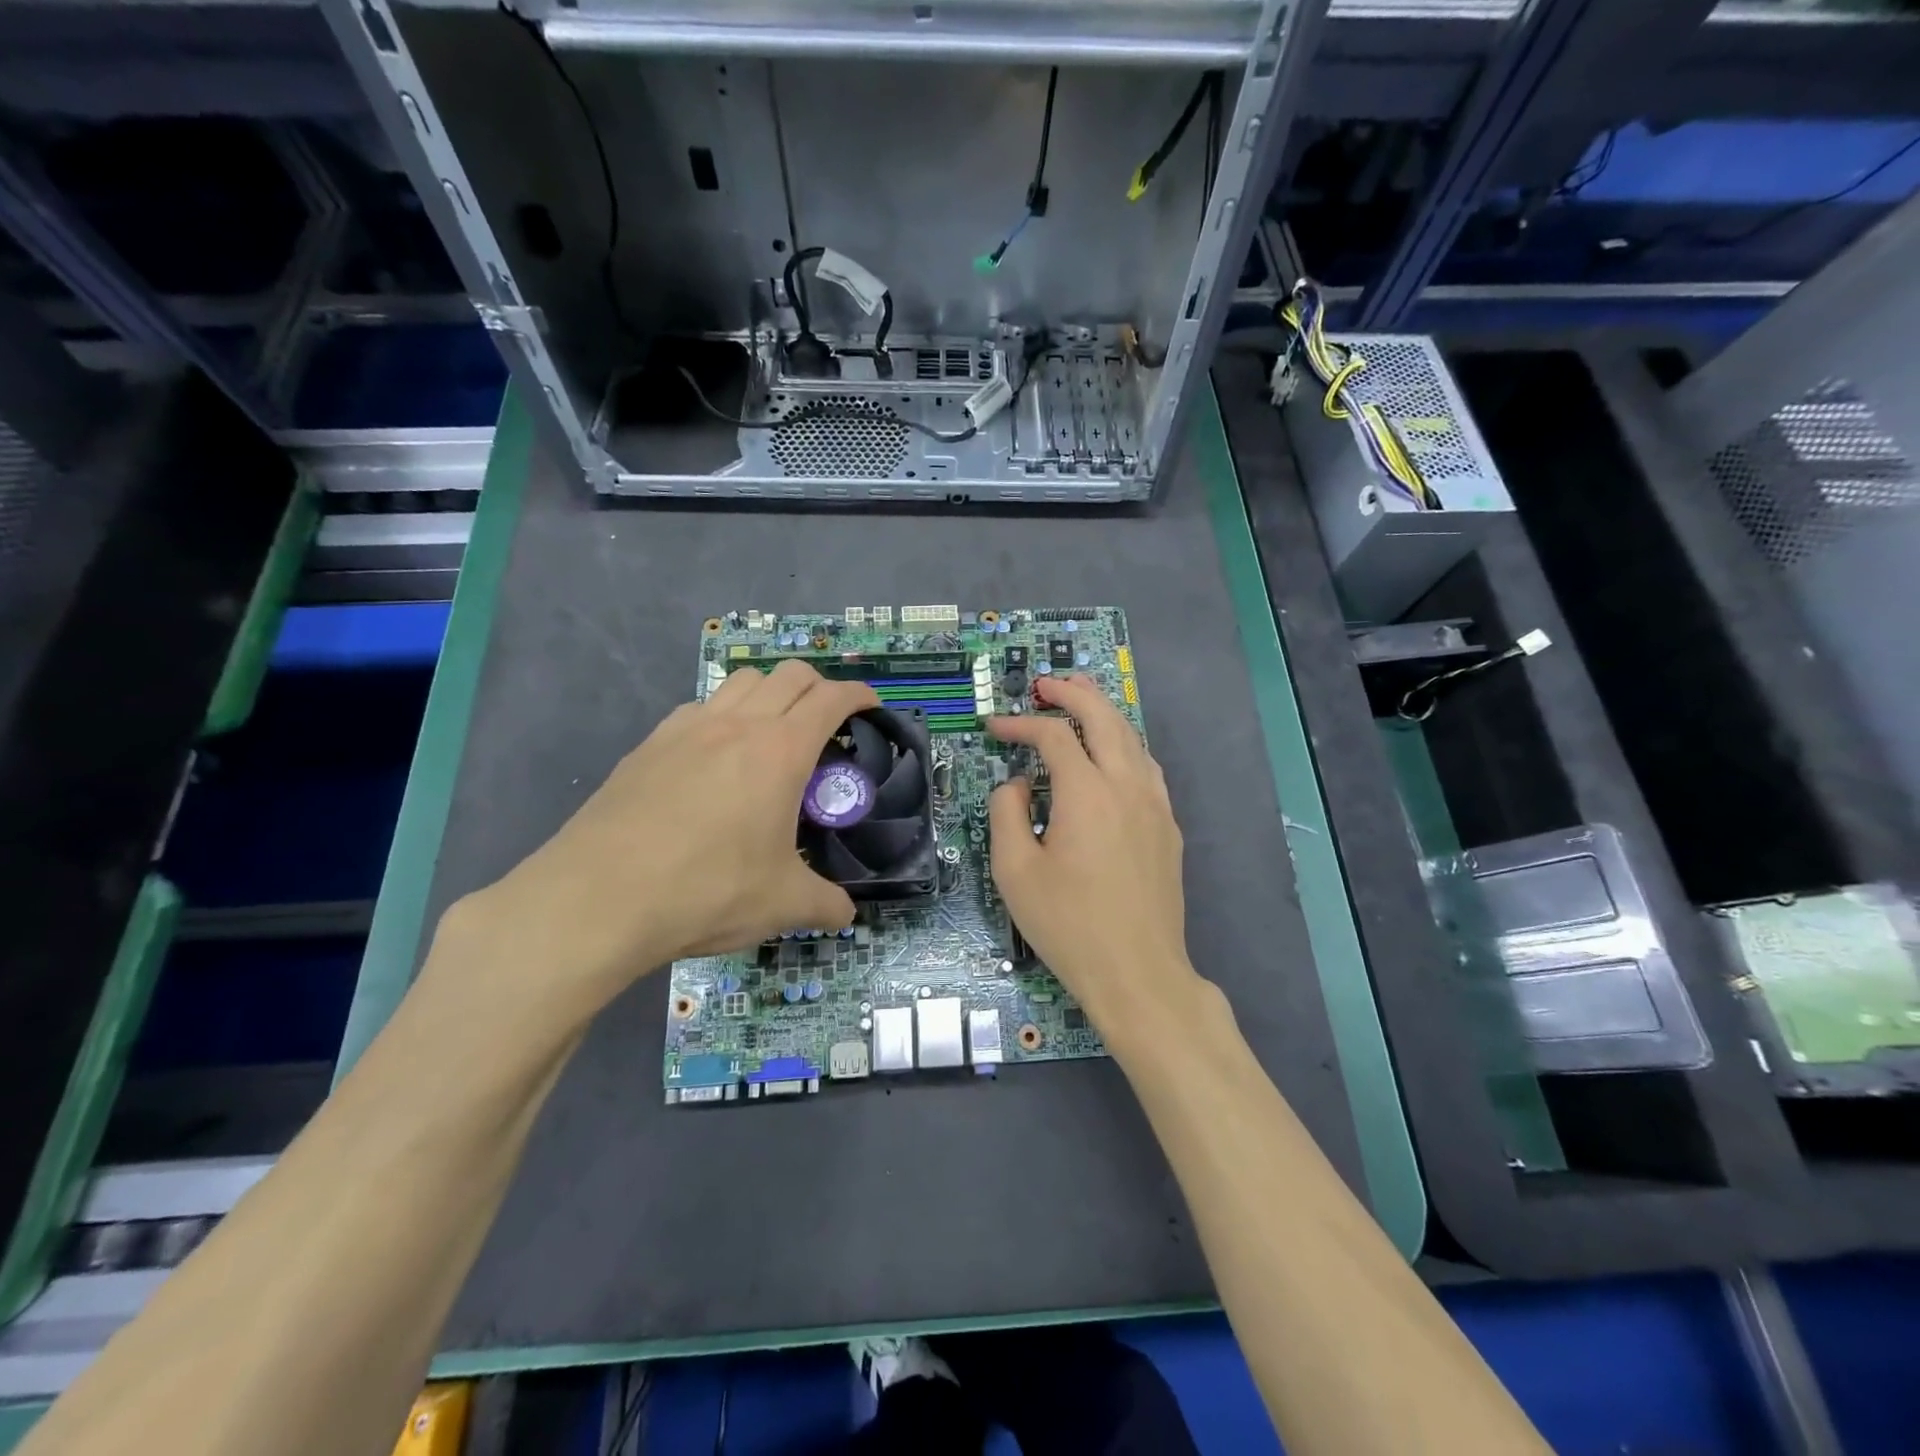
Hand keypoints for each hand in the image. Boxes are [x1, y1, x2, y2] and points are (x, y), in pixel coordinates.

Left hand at [435, 661, 878, 1019]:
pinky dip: (722, 716)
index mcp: (780, 751)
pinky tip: (714, 757)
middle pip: (789, 675)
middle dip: (818, 686)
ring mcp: (686, 729)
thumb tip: (846, 915)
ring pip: (741, 682)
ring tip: (772, 732)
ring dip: (769, 693)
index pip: (831, 698)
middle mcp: (737, 725)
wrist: (597, 899)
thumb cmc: (706, 891)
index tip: (871, 706)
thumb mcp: (781, 904)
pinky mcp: (648, 745)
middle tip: (827, 722)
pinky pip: (698, 709)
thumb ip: (825, 904)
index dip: (858, 695)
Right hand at [986, 674, 1197, 1052]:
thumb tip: (1018, 784)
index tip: (994, 727)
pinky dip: (1124, 744)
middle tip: (1045, 683)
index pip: (1052, 736)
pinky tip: (1111, 754)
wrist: (1139, 973)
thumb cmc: (1069, 925)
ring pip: (1132, 737)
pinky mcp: (1168, 826)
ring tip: (1079, 700)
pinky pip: (1146, 767)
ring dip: (1103, 712)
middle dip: (1072, 692)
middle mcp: (1127, 785)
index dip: (1019, 724)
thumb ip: (1007, 813)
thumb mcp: (1015, 871)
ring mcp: (1155, 804)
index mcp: (1087, 792)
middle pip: (1104, 716)